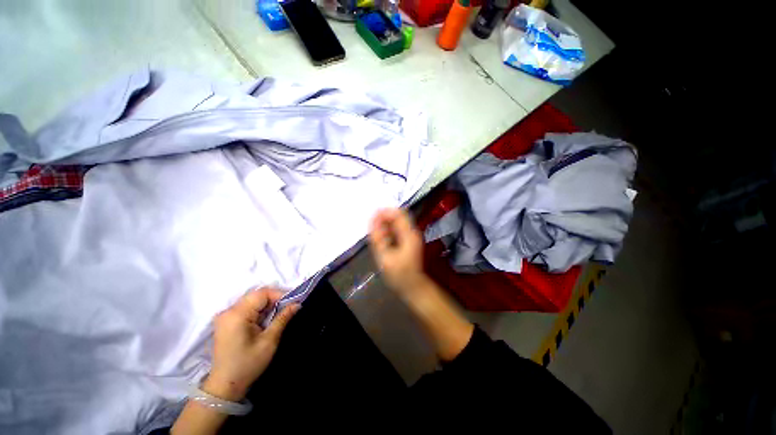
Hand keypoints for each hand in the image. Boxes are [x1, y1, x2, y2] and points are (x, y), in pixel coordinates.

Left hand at [203, 288, 299, 401]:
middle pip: (256, 295)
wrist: (225, 385)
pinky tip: (265, 320)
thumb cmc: (248, 364)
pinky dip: (258, 310)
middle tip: (287, 308)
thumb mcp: (269, 341)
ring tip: (278, 314)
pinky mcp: (225, 322)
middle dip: (274, 299)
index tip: (293, 302)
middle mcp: (228, 311)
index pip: (262, 293)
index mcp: (237, 314)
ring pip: (251, 300)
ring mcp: (225, 316)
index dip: (279, 294)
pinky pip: (245, 308)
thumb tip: (297, 303)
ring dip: (267, 305)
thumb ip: (282, 318)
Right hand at [369, 208, 472, 361]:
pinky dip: (387, 232)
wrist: (413, 288)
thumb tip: (372, 220)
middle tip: (371, 228)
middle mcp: (411, 232)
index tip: (372, 216)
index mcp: (409, 234)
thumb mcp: (385, 257)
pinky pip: (396, 231)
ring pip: (396, 223)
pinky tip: (381, 240)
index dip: (384, 212)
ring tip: (375, 236)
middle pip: (397, 216)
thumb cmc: (400, 275)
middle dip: (383, 218)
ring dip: (384, 225)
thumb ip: (378, 238)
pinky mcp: (407, 242)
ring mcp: (410, 237)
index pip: (398, 213)